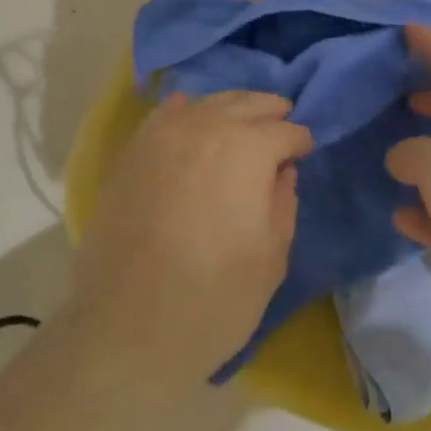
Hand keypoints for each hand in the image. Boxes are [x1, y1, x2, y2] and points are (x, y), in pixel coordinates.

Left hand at [67, 91, 312, 387]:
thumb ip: (283, 204)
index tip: (304, 152)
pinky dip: (185, 110)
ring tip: (243, 122)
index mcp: (249, 150)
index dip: (300, 142)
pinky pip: (163, 116)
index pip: (285, 132)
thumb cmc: (214, 298)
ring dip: (231, 108)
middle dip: (269, 112)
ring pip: (206, 103)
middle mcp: (206, 127)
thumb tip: (282, 173)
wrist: (126, 326)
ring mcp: (162, 136)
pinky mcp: (131, 153)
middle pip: (246, 104)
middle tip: (281, 126)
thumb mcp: (271, 258)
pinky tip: (191, 114)